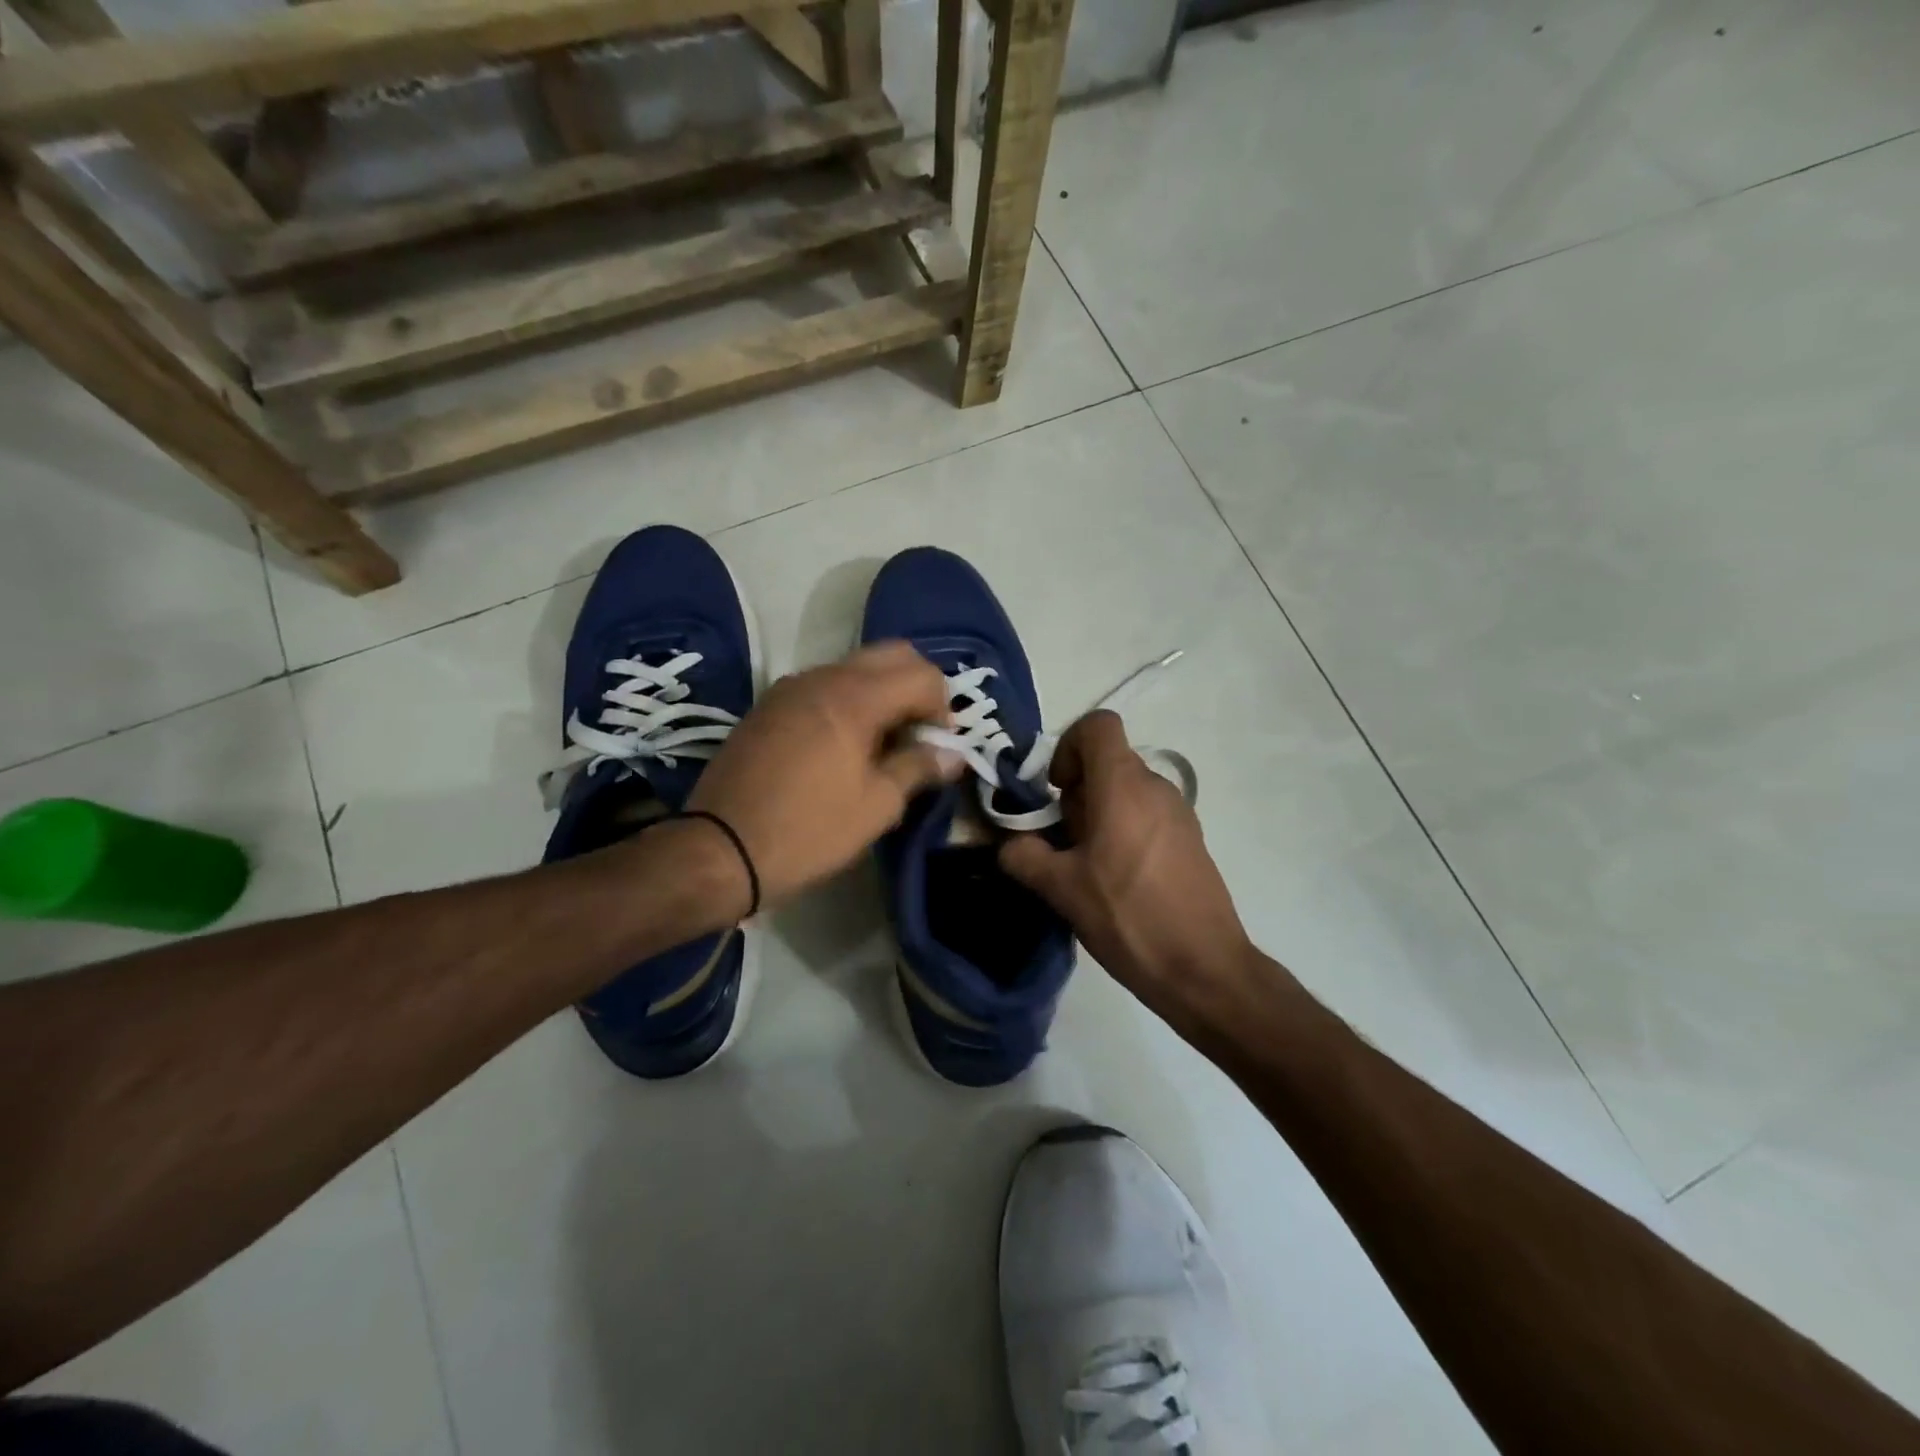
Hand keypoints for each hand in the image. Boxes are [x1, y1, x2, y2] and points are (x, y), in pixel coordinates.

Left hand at [684, 642, 961, 908]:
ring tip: (883, 744)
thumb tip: (952, 754)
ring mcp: (791, 687)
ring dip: (882, 693)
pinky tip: (844, 745)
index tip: (939, 748)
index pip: (922, 675)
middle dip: (917, 687)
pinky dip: (849, 701)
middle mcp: (823, 677)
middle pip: (891, 655)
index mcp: (855, 697)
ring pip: (855, 667)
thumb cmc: (809, 831)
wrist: (719, 849)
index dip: (943, 708)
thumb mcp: (877, 806)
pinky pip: (824, 685)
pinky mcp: (769, 705)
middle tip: (918, 735)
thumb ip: (919, 768)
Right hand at [999, 710, 1258, 1030]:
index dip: (1067, 747)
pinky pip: (1146, 815)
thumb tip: (1011, 845)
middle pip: (1107, 762)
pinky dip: (1122, 831)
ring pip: (1125, 791)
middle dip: (1075, 792)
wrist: (1204, 968)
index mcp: (1123, 786)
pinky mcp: (1190, 840)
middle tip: (1063, 841)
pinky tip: (1116, 881)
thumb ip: (1024, 856)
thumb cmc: (1128, 917)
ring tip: (1087, 867)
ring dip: (1097, 815)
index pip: (1097, 725)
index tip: (1055, 791)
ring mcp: (1179, 813)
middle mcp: (1156, 787)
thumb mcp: (1061, 889)